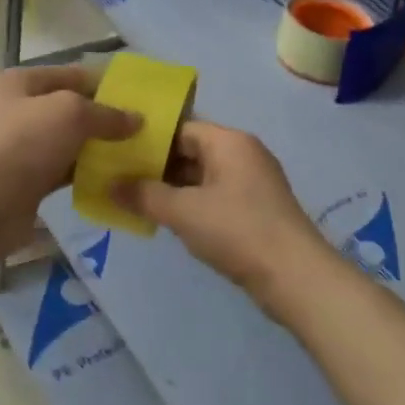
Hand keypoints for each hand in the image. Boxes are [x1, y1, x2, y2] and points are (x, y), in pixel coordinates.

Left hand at [0, 63, 139, 252]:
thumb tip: (136, 120)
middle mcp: (16, 111)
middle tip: (141, 130)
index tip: (137, 98)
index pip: (70, 74)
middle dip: (103, 119)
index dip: (103, 83)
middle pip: (69, 110)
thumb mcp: (71, 113)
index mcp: (19, 83)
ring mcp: (20, 149)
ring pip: (68, 143)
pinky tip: (113, 179)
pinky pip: (63, 172)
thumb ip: (106, 114)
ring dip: (96, 149)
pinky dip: (84, 174)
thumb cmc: (24, 143)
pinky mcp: (26, 182)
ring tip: (134, 155)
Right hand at [113, 121, 334, 320]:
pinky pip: (216, 196)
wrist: (294, 276)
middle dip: (157, 167)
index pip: (181, 128)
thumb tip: (110, 186)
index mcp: (229, 141)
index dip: (148, 141)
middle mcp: (243, 153)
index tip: (118, 155)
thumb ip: (144, 195)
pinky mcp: (256, 209)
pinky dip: (192, 204)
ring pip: (203, 176)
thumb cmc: (237, 230)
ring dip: (173, 189)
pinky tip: (169, 221)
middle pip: (192, 151)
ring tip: (137, 201)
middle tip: (120, 180)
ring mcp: (253, 182)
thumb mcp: (183, 212)